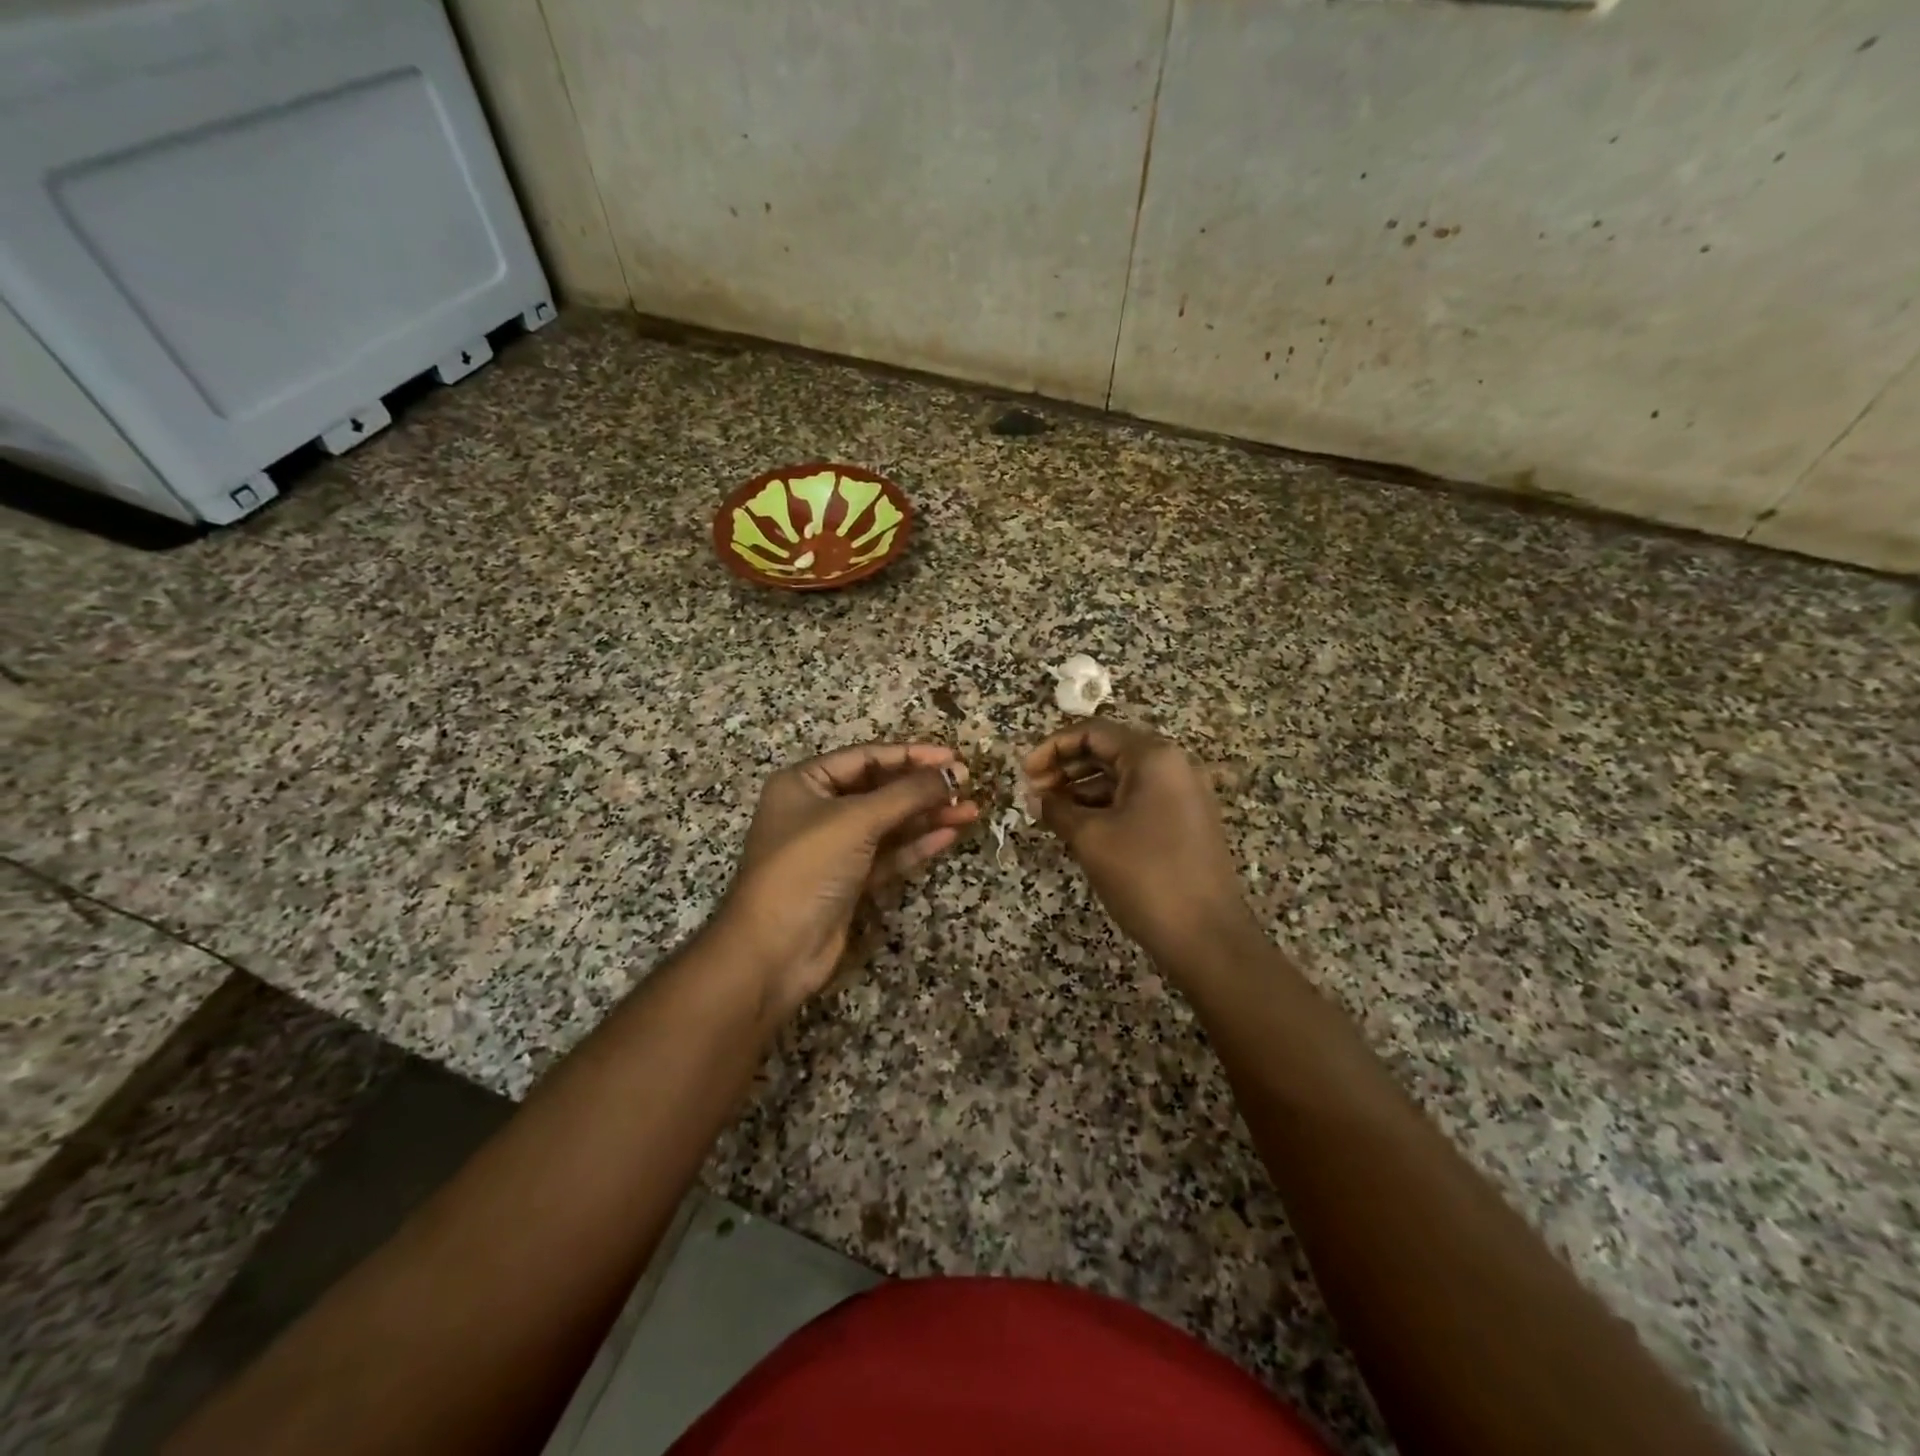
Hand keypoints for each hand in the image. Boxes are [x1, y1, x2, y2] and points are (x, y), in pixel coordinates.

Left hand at [717, 742, 977, 1017]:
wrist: (774, 950)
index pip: (866, 758)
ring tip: (971, 810)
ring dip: (927, 816)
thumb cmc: (808, 867)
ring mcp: (834, 848)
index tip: (953, 757)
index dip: (911, 755)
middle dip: (923, 787)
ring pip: (889, 824)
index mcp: (804, 783)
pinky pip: (889, 854)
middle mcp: (817, 810)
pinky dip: (917, 845)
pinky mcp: (849, 881)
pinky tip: (949, 835)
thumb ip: (908, 793)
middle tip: (967, 784)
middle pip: (879, 790)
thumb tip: (955, 771)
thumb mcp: (857, 820)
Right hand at [1025, 721, 1253, 967]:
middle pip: (1109, 751)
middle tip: (1033, 793)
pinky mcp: (1185, 822)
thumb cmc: (1145, 876)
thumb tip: (1035, 798)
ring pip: (1122, 778)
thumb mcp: (1091, 839)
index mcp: (1153, 757)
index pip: (1093, 732)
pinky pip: (1137, 800)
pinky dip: (1105, 808)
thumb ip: (1057, 810)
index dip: (1052, 747)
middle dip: (1066, 768)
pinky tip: (1079, 828)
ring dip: (1082, 790)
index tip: (1023, 773)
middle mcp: (1173, 766)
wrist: (1207, 937)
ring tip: (1050, 813)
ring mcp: (1183, 795)